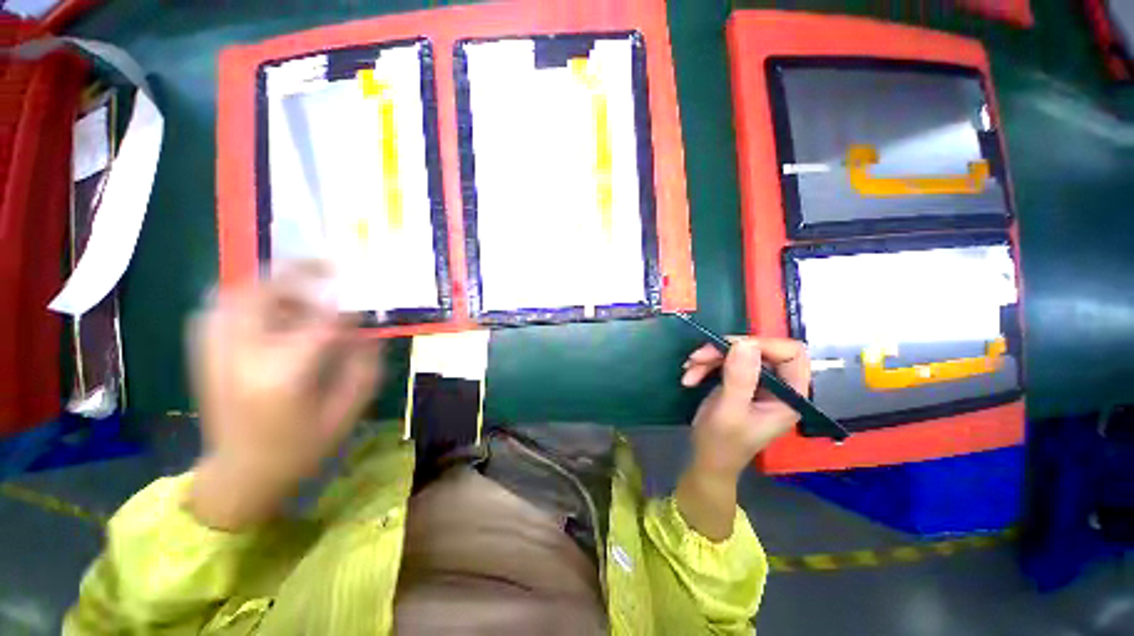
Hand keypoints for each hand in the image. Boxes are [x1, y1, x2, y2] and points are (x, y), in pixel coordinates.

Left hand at [186, 262, 383, 530]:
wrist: (240, 476)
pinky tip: (269, 309)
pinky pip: (219, 309)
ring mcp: (215, 354)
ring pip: (235, 295)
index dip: (345, 307)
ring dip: (271, 283)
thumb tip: (368, 332)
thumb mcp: (347, 412)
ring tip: (301, 288)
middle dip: (299, 274)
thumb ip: (363, 367)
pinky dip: (245, 298)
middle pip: (264, 295)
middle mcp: (241, 357)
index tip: (362, 302)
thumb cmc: (301, 449)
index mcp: (282, 376)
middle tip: (328, 267)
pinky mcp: (204, 354)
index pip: (320, 323)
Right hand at [681, 337, 809, 480]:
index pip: (791, 354)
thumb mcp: (730, 411)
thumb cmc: (722, 443)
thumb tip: (744, 343)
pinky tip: (690, 376)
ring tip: (688, 370)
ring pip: (737, 352)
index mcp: (789, 396)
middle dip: (725, 350)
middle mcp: (778, 386)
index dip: (763, 344)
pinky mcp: (739, 381)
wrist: (706, 460)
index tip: (729, 347)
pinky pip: (725, 361)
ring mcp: (757, 383)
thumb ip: (739, 378)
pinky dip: (705, 365)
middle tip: (697, 358)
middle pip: (759, 349)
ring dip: (709, 358)